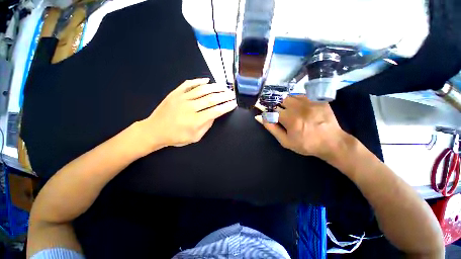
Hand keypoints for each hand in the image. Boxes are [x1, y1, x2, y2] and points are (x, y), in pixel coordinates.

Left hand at [142, 78, 236, 148]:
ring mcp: (181, 98)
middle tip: (232, 94)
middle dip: (224, 96)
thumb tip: (214, 114)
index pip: (215, 111)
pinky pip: (188, 84)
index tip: (233, 103)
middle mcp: (190, 107)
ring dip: (215, 87)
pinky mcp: (175, 93)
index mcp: (195, 121)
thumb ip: (206, 126)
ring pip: (202, 90)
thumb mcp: (195, 137)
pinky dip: (198, 81)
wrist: (154, 131)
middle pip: (211, 99)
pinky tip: (207, 80)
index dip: (226, 107)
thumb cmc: (176, 137)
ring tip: (224, 86)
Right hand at [255, 95, 349, 161]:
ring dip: (288, 103)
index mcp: (290, 119)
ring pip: (291, 96)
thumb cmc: (306, 144)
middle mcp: (299, 108)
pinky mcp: (318, 100)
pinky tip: (301, 108)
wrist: (332, 142)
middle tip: (285, 116)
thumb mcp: (285, 141)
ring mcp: (310, 102)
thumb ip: (271, 128)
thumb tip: (259, 117)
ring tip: (293, 112)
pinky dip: (298, 100)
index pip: (273, 110)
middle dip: (280, 108)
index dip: (272, 114)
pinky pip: (302, 95)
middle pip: (282, 100)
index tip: (275, 118)